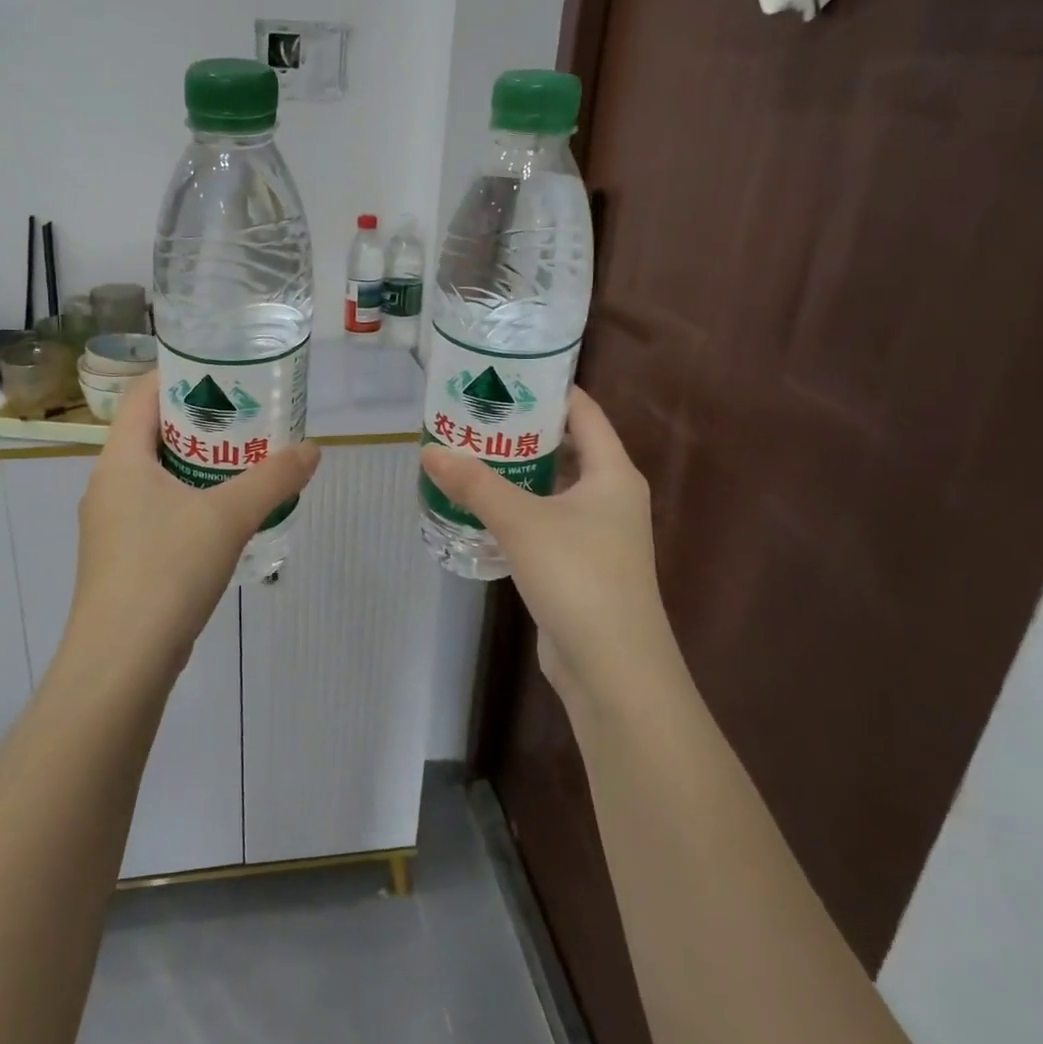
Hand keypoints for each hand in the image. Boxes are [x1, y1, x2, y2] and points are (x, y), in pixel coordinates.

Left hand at [68, 382, 319, 679]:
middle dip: (201, 420)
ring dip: (197, 463)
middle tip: (248, 414)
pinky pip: (157, 509)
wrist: (120, 663)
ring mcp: (111, 524)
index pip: (145, 393)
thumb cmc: (166, 571)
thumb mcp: (228, 517)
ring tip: (244, 459)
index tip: (226, 370)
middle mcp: (108, 484)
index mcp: (120, 459)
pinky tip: (224, 515)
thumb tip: (312, 450)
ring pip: (156, 474)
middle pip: (153, 432)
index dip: (182, 373)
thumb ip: (273, 479)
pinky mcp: (121, 558)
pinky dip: (189, 499)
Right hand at [421, 388, 675, 711]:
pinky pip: (546, 521)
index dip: (547, 388)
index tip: (503, 374)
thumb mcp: (521, 522)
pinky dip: (517, 509)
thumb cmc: (578, 577)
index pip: (583, 411)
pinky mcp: (580, 564)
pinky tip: (480, 508)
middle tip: (473, 415)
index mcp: (612, 472)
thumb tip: (429, 450)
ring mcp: (598, 533)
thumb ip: (475, 483)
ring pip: (553, 487)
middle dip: (521, 431)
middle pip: (566, 446)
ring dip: (516, 473)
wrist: (613, 669)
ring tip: (468, 454)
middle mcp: (610, 496)